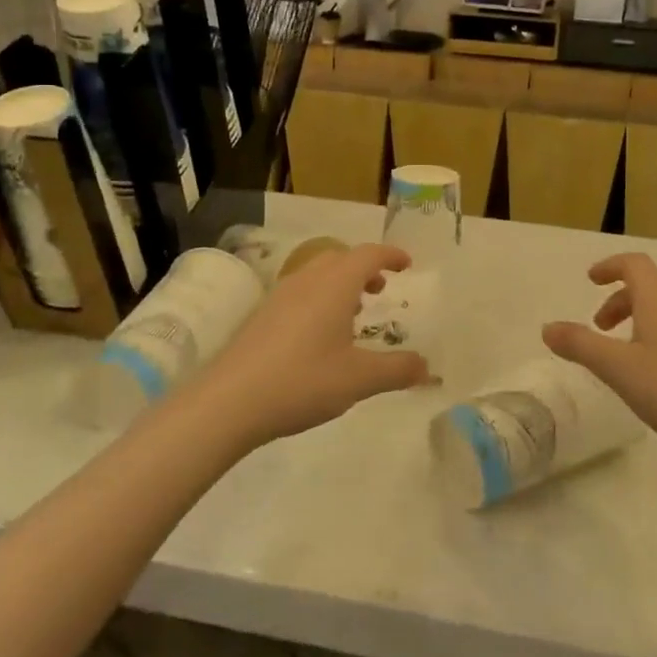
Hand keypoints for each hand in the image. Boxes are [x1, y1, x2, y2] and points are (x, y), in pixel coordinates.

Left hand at [194, 242, 429, 446]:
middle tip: (381, 290)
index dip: (391, 255)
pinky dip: (320, 299)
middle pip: (339, 258)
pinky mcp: (261, 316)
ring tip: (353, 314)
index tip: (408, 264)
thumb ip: (397, 370)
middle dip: (364, 268)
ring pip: (317, 275)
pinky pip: (300, 293)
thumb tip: (427, 367)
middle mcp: (307, 281)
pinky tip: (320, 336)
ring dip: (340, 284)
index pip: (368, 254)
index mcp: (334, 285)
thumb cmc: (302, 380)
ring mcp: (279, 296)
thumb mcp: (359, 379)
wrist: (229, 402)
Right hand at [541, 253, 656, 462]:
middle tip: (598, 329)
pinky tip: (652, 375)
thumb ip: (580, 345)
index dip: (609, 266)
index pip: (634, 264)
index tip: (590, 280)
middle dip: (618, 302)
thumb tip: (548, 327)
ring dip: (636, 321)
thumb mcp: (617, 369)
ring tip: (621, 356)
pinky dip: (655, 337)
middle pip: (647, 289)